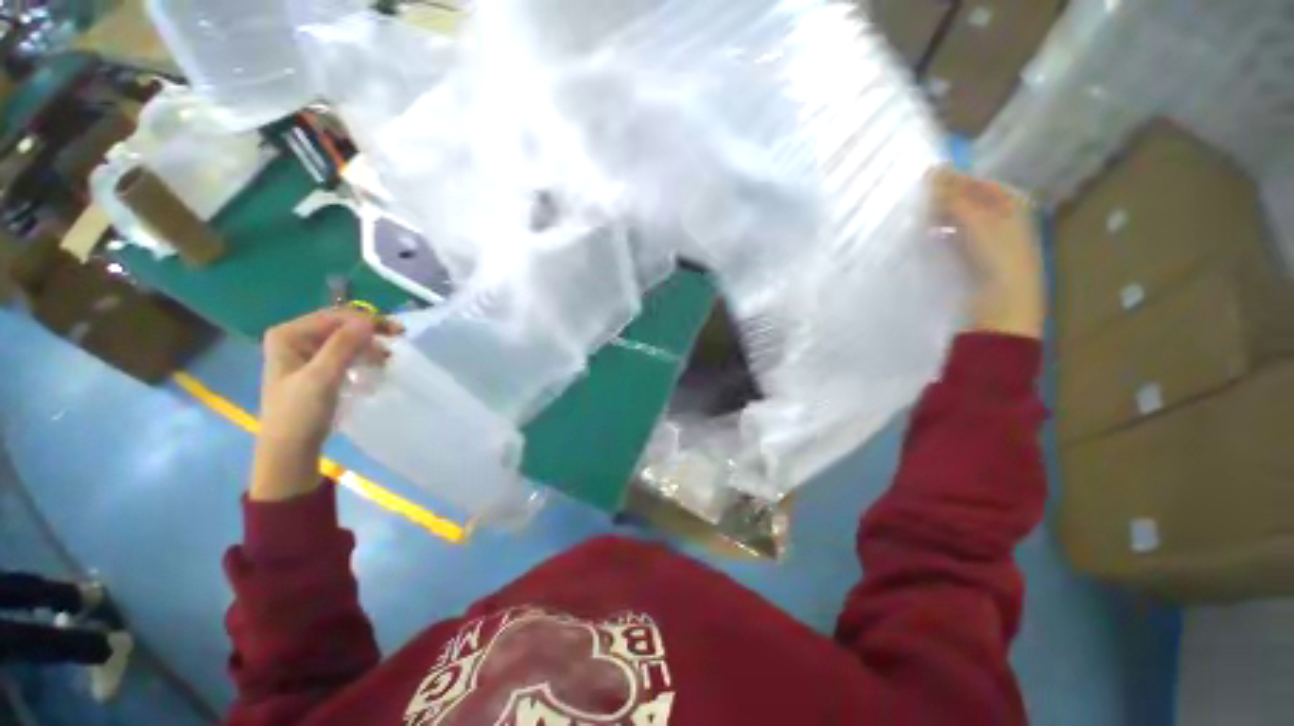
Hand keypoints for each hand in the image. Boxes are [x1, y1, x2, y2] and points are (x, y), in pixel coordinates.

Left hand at [251, 308, 400, 501]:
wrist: (290, 449)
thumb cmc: (301, 412)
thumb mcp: (322, 377)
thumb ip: (343, 346)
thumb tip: (368, 320)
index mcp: (288, 335)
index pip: (334, 317)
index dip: (366, 320)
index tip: (397, 331)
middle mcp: (295, 339)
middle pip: (339, 326)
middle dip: (369, 332)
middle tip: (399, 339)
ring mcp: (304, 354)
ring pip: (344, 339)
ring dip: (368, 344)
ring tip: (389, 357)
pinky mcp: (316, 369)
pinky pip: (344, 353)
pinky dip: (361, 356)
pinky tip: (375, 364)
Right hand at [933, 167, 1045, 339]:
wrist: (1003, 303)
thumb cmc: (996, 255)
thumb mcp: (975, 219)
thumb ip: (953, 195)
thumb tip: (932, 169)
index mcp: (1012, 203)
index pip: (978, 183)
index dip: (953, 180)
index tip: (923, 182)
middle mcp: (1004, 219)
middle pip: (970, 202)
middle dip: (945, 200)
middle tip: (916, 201)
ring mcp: (991, 242)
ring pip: (961, 222)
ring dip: (941, 219)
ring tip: (917, 219)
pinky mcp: (976, 261)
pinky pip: (956, 240)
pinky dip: (943, 236)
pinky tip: (927, 238)